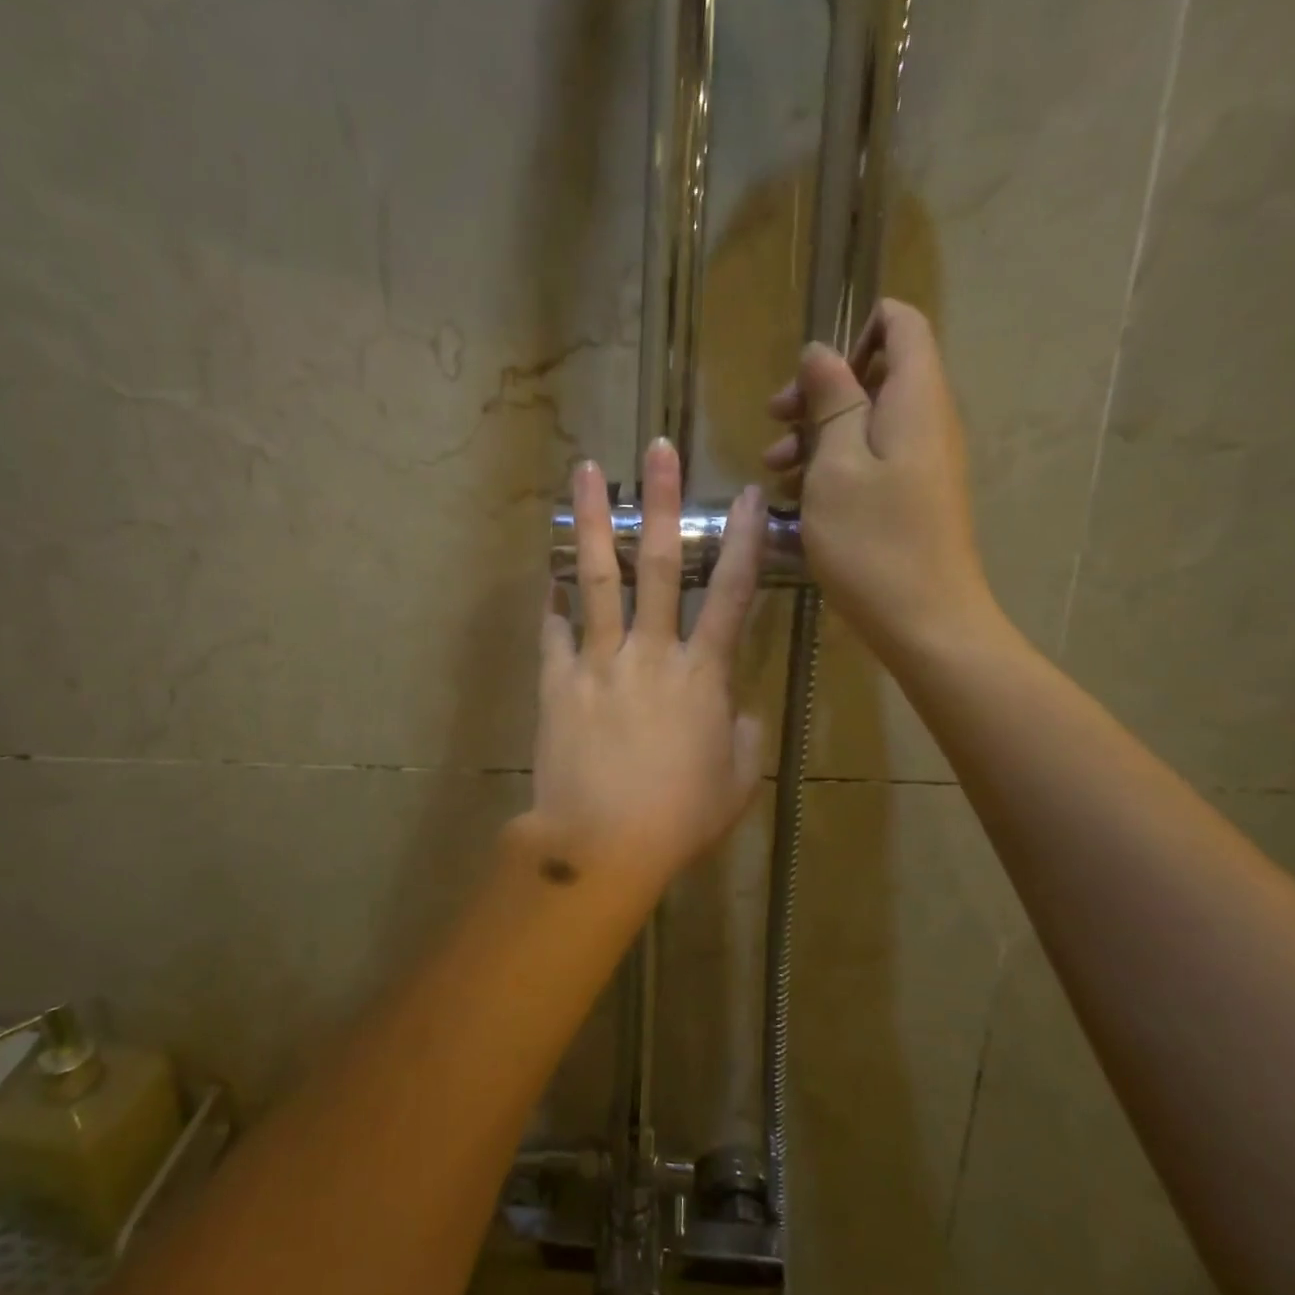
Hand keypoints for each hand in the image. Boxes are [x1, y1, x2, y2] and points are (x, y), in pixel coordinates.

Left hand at [530, 439, 766, 898]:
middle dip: (662, 502)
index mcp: (703, 676)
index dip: (744, 542)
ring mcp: (599, 663)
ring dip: (592, 522)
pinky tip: (548, 573)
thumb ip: (743, 734)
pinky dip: (552, 601)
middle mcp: (652, 654)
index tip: (746, 495)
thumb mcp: (737, 782)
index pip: (733, 595)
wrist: (601, 844)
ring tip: (584, 472)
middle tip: (657, 449)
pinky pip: (554, 631)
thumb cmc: (679, 820)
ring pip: (598, 579)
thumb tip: (736, 704)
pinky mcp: (558, 682)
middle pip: (661, 564)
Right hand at [764, 299, 997, 662]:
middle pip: (877, 374)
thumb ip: (831, 401)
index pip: (901, 324)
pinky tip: (797, 496)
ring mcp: (922, 461)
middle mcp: (927, 420)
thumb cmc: (873, 540)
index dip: (854, 331)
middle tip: (774, 422)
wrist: (925, 620)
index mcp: (915, 398)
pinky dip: (833, 467)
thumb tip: (821, 352)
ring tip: (773, 469)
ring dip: (817, 435)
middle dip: (820, 391)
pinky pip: (871, 460)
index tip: (807, 375)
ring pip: (867, 422)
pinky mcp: (912, 496)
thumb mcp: (836, 465)